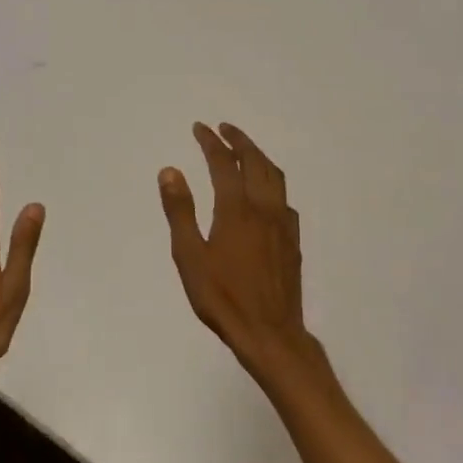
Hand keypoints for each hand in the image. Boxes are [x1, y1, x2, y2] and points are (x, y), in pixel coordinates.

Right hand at [158, 123, 313, 383]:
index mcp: (236, 209)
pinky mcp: (293, 242)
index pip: (223, 163)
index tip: (200, 128)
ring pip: (275, 178)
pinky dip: (272, 183)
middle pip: (256, 162)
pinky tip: (266, 195)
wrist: (270, 334)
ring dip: (259, 157)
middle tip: (224, 128)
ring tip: (245, 151)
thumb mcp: (189, 256)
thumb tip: (170, 171)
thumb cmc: (222, 297)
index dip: (211, 142)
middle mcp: (264, 209)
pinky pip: (284, 199)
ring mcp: (283, 225)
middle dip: (240, 141)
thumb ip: (180, 211)